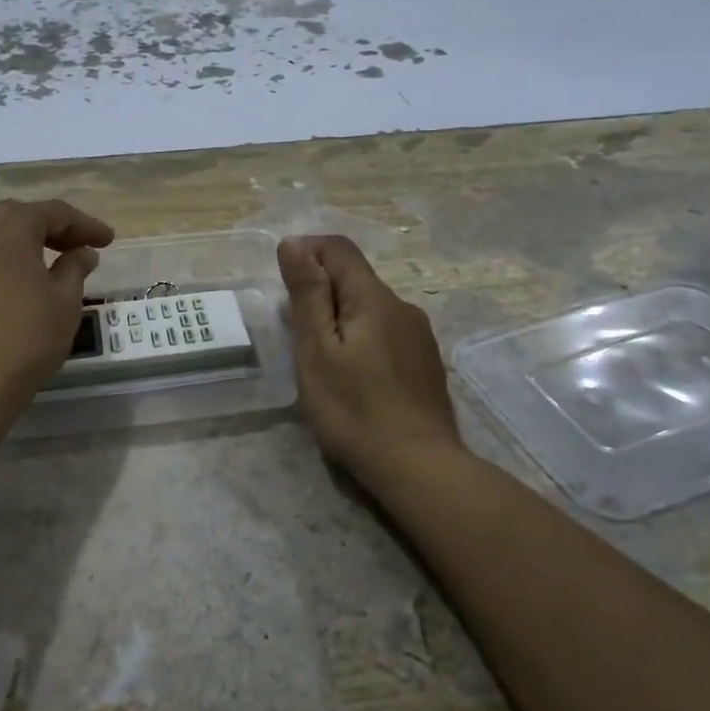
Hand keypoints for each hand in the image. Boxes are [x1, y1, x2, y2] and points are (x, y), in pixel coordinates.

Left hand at [0, 198, 114, 403]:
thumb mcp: (65, 304)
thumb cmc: (23, 339)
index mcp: (11, 225)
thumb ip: (74, 269)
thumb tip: (81, 252)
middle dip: (42, 231)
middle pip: (11, 218)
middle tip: (69, 251)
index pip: (56, 214)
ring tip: (8, 257)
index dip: (85, 226)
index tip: (106, 240)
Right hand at [279, 234, 463, 488]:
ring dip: (341, 318)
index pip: (339, 248)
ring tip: (320, 358)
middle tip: (295, 332)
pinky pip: (386, 333)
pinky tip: (354, 377)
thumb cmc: (355, 409)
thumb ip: (308, 294)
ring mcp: (419, 337)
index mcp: (375, 298)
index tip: (283, 282)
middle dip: (321, 291)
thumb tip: (295, 243)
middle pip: (356, 279)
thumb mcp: (317, 350)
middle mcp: (403, 307)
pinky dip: (362, 339)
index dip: (307, 251)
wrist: (419, 467)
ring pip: (371, 308)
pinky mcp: (425, 364)